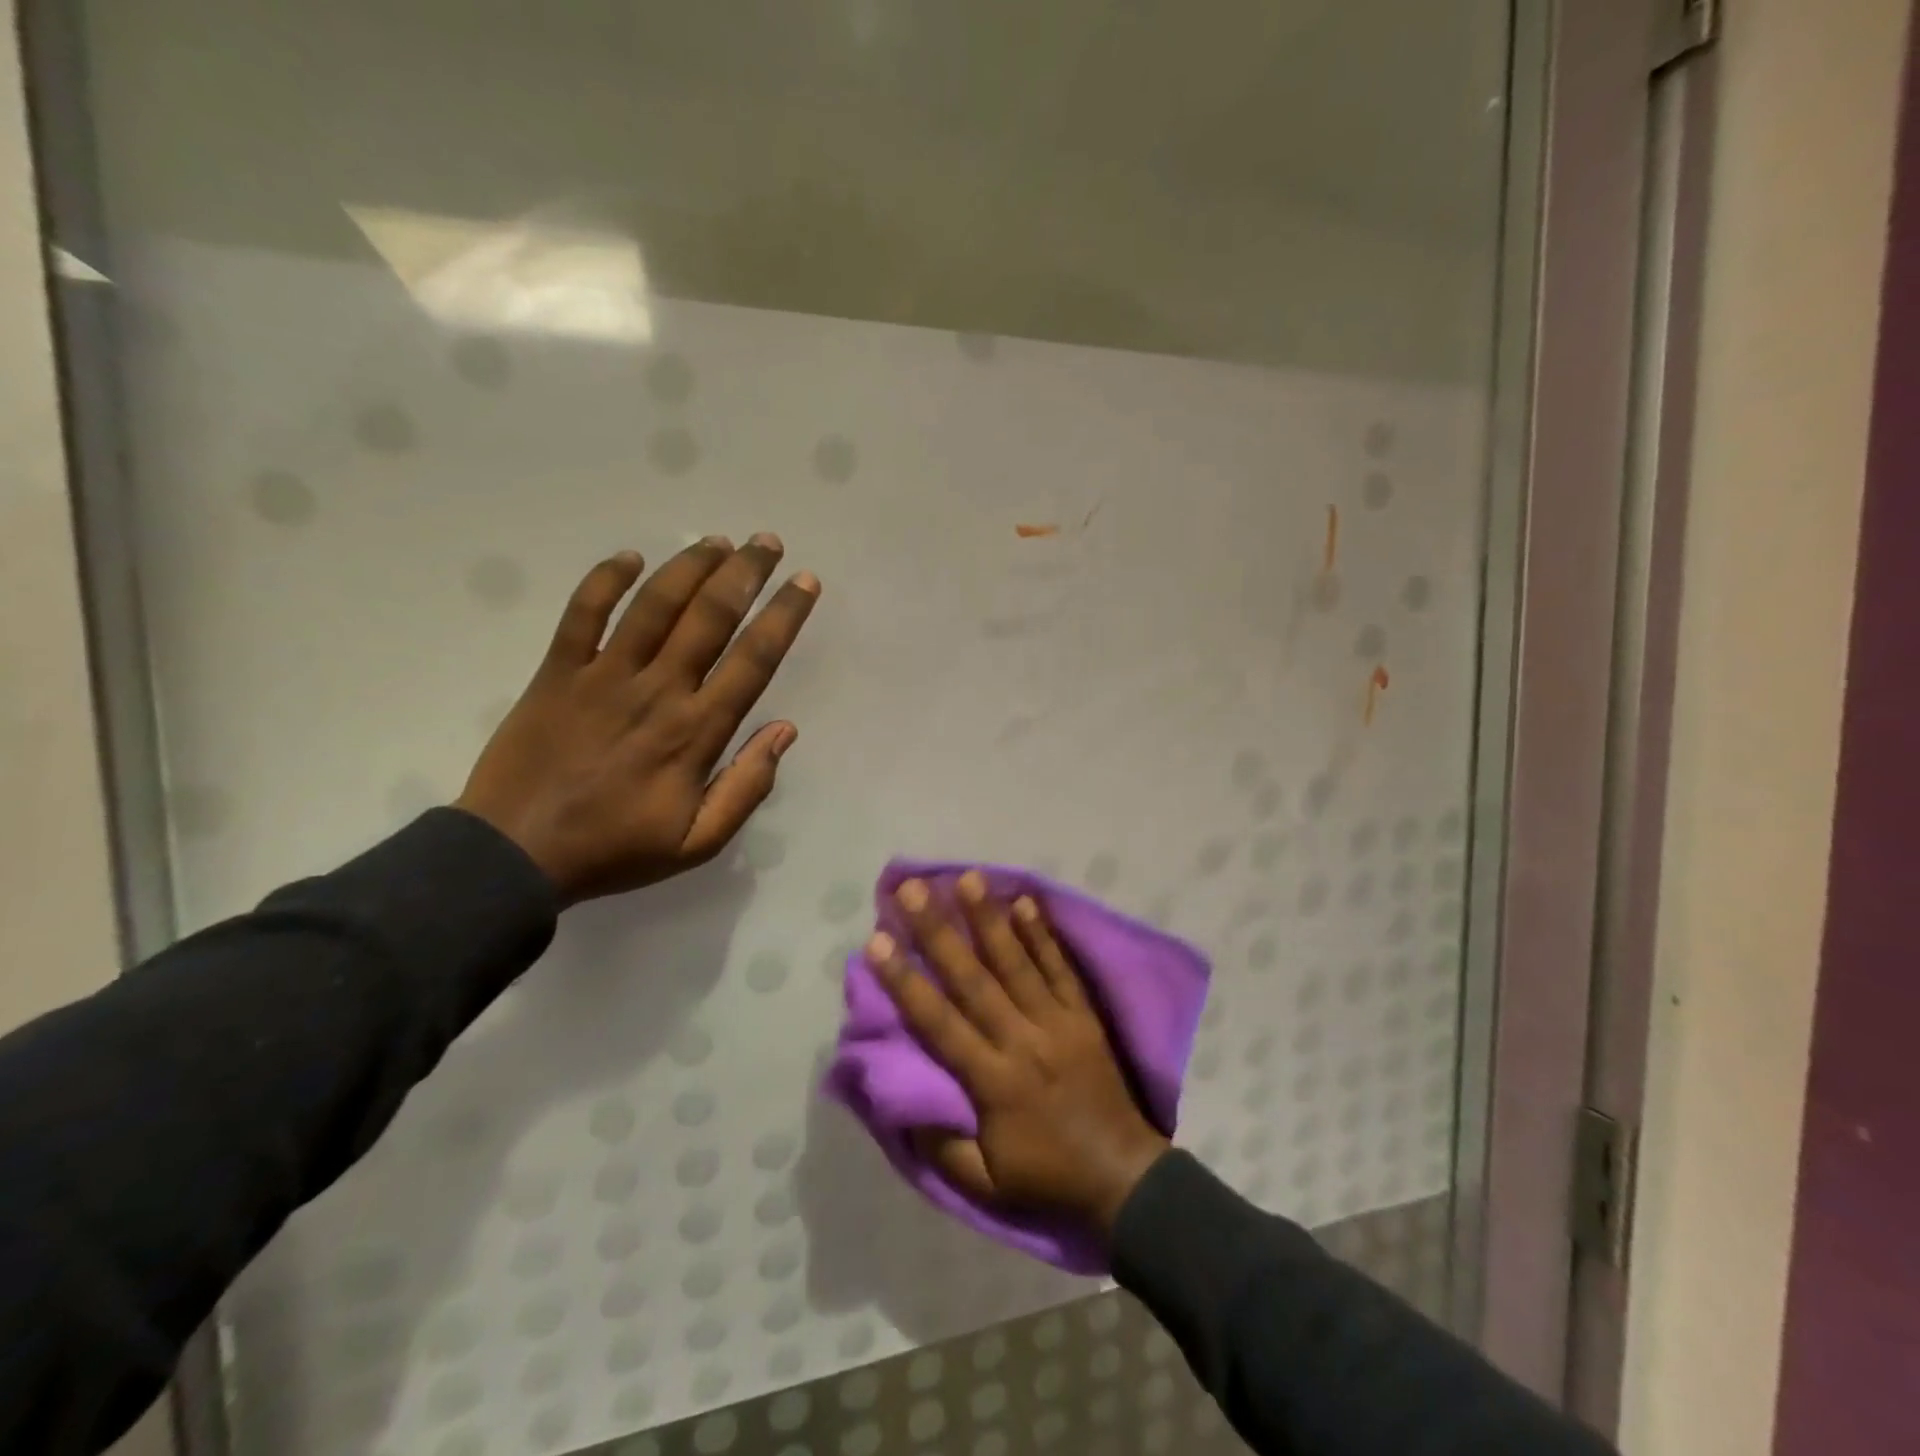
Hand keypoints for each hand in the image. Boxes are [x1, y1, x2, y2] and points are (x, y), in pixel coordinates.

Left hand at [455, 534, 819, 905]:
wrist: (514, 855)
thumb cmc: (614, 849)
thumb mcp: (698, 843)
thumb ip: (747, 787)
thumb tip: (785, 731)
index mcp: (696, 731)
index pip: (753, 660)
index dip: (784, 616)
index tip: (805, 583)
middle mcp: (657, 690)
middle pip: (710, 617)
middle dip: (745, 572)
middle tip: (766, 541)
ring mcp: (603, 676)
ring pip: (654, 604)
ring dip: (690, 566)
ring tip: (717, 541)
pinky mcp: (557, 672)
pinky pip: (583, 614)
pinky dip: (605, 580)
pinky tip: (630, 557)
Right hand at [869, 872, 1172, 1236]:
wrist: (1124, 1178)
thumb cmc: (1048, 1178)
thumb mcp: (985, 1185)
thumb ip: (941, 1147)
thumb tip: (902, 1104)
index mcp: (993, 1082)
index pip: (940, 1022)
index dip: (905, 981)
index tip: (877, 942)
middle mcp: (1021, 1040)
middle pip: (974, 978)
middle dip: (939, 931)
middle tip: (912, 890)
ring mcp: (1057, 1022)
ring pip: (1017, 962)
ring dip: (989, 918)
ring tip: (967, 878)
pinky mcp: (1084, 1015)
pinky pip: (1061, 968)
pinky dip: (1043, 935)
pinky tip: (1026, 901)